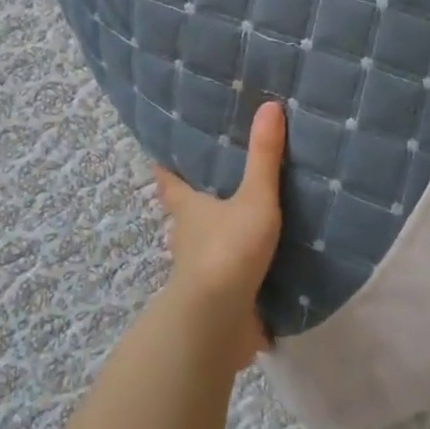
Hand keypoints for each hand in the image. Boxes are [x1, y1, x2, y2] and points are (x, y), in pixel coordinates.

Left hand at [153, 100, 285, 370]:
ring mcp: (201, 271)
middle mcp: (188, 237)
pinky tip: (265, 262)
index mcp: (189, 209)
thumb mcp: (253, 198)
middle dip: (198, 199)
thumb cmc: (227, 250)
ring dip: (222, 234)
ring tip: (247, 216)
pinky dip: (243, 267)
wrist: (216, 323)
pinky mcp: (219, 298)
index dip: (165, 166)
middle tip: (216, 178)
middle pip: (188, 212)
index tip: (161, 152)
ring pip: (208, 244)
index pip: (169, 181)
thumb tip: (269, 105)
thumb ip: (264, 156)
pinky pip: (232, 275)